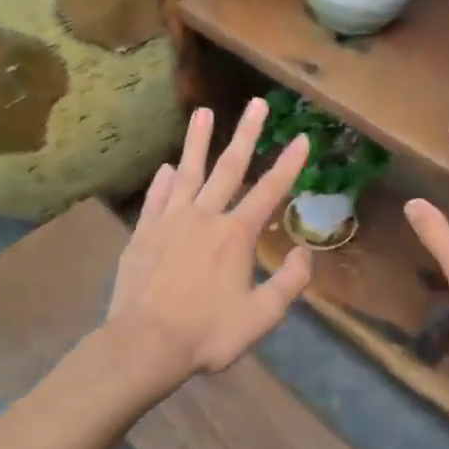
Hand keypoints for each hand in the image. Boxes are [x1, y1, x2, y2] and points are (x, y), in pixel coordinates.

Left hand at [106, 98, 312, 382]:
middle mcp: (204, 217)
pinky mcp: (143, 233)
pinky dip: (163, 181)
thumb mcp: (261, 316)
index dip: (289, 164)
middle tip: (256, 103)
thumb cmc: (207, 333)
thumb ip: (289, 283)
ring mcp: (170, 221)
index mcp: (236, 235)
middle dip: (246, 134)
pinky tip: (167, 167)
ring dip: (197, 141)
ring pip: (188, 172)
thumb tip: (305, 253)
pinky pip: (156, 198)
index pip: (269, 191)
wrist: (144, 344)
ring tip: (202, 111)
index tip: (301, 137)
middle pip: (229, 168)